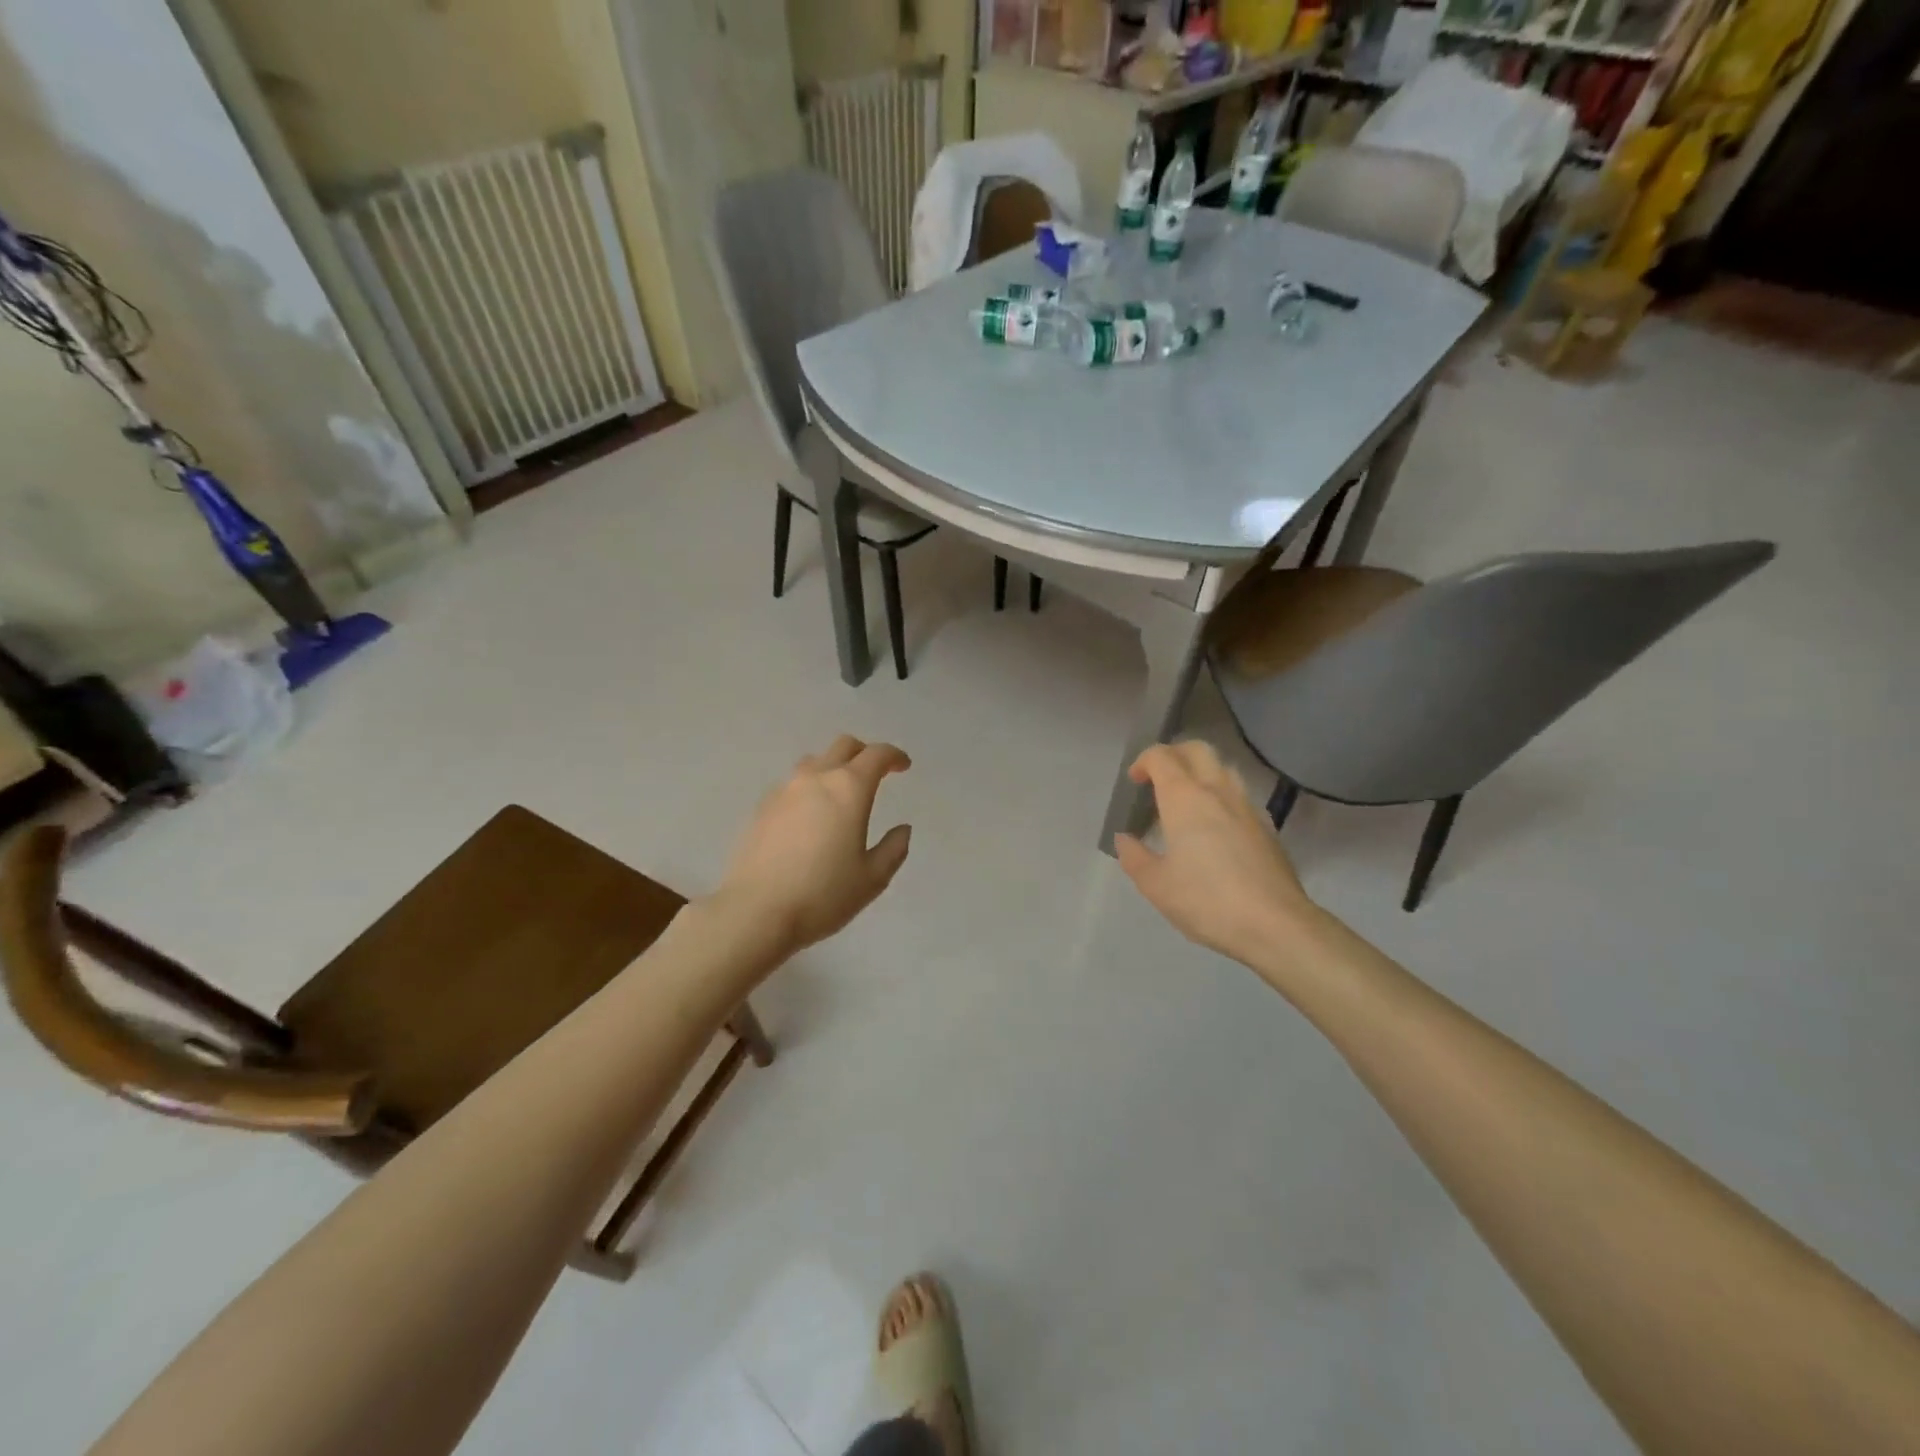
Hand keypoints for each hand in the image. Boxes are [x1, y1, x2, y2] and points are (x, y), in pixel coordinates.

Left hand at [718, 735, 912, 955]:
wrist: (755, 911)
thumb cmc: (823, 895)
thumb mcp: (872, 879)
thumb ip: (893, 849)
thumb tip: (902, 829)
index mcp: (849, 789)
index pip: (877, 755)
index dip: (894, 756)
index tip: (903, 766)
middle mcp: (816, 779)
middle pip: (843, 747)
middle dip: (864, 753)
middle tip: (875, 773)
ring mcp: (784, 791)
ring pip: (814, 762)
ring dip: (833, 768)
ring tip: (840, 795)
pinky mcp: (761, 808)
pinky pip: (792, 786)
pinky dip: (809, 790)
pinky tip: (810, 818)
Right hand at [1114, 741, 1317, 969]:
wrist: (1275, 924)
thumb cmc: (1207, 900)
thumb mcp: (1155, 885)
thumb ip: (1134, 857)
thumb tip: (1125, 839)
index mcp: (1185, 798)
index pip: (1162, 757)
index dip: (1144, 761)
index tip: (1134, 781)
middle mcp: (1217, 791)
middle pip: (1197, 749)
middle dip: (1174, 754)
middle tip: (1159, 778)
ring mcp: (1247, 806)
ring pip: (1223, 768)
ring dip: (1201, 771)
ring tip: (1186, 799)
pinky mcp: (1267, 826)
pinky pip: (1239, 795)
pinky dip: (1221, 796)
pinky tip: (1215, 826)